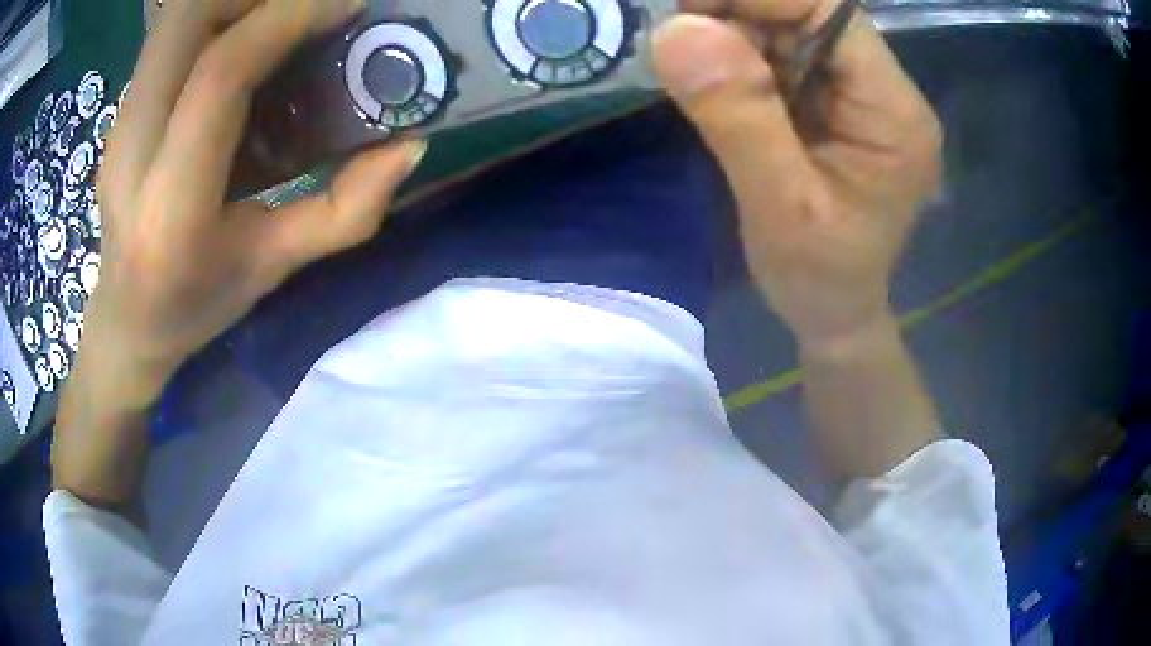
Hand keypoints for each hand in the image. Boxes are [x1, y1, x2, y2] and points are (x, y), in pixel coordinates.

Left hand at [79, 0, 425, 408]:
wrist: (125, 318)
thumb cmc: (194, 304)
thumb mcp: (274, 268)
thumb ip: (345, 210)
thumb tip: (410, 143)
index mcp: (170, 206)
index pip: (222, 74)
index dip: (287, 20)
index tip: (346, 6)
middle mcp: (132, 149)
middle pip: (186, 17)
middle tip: (306, 8)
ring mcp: (121, 121)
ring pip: (174, 15)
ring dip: (235, 2)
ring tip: (280, 20)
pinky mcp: (124, 108)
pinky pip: (170, 34)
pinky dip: (217, 18)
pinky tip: (245, 46)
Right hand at [652, 1, 941, 349]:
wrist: (835, 312)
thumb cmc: (819, 276)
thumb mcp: (778, 206)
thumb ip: (737, 116)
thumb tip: (678, 30)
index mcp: (892, 110)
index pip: (828, 9)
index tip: (685, 13)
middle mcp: (883, 89)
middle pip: (806, 12)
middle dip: (736, 15)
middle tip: (677, 41)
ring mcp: (859, 93)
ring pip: (787, 29)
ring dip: (730, 35)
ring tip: (690, 68)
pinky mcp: (834, 103)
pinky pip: (780, 56)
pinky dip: (737, 58)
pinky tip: (712, 83)